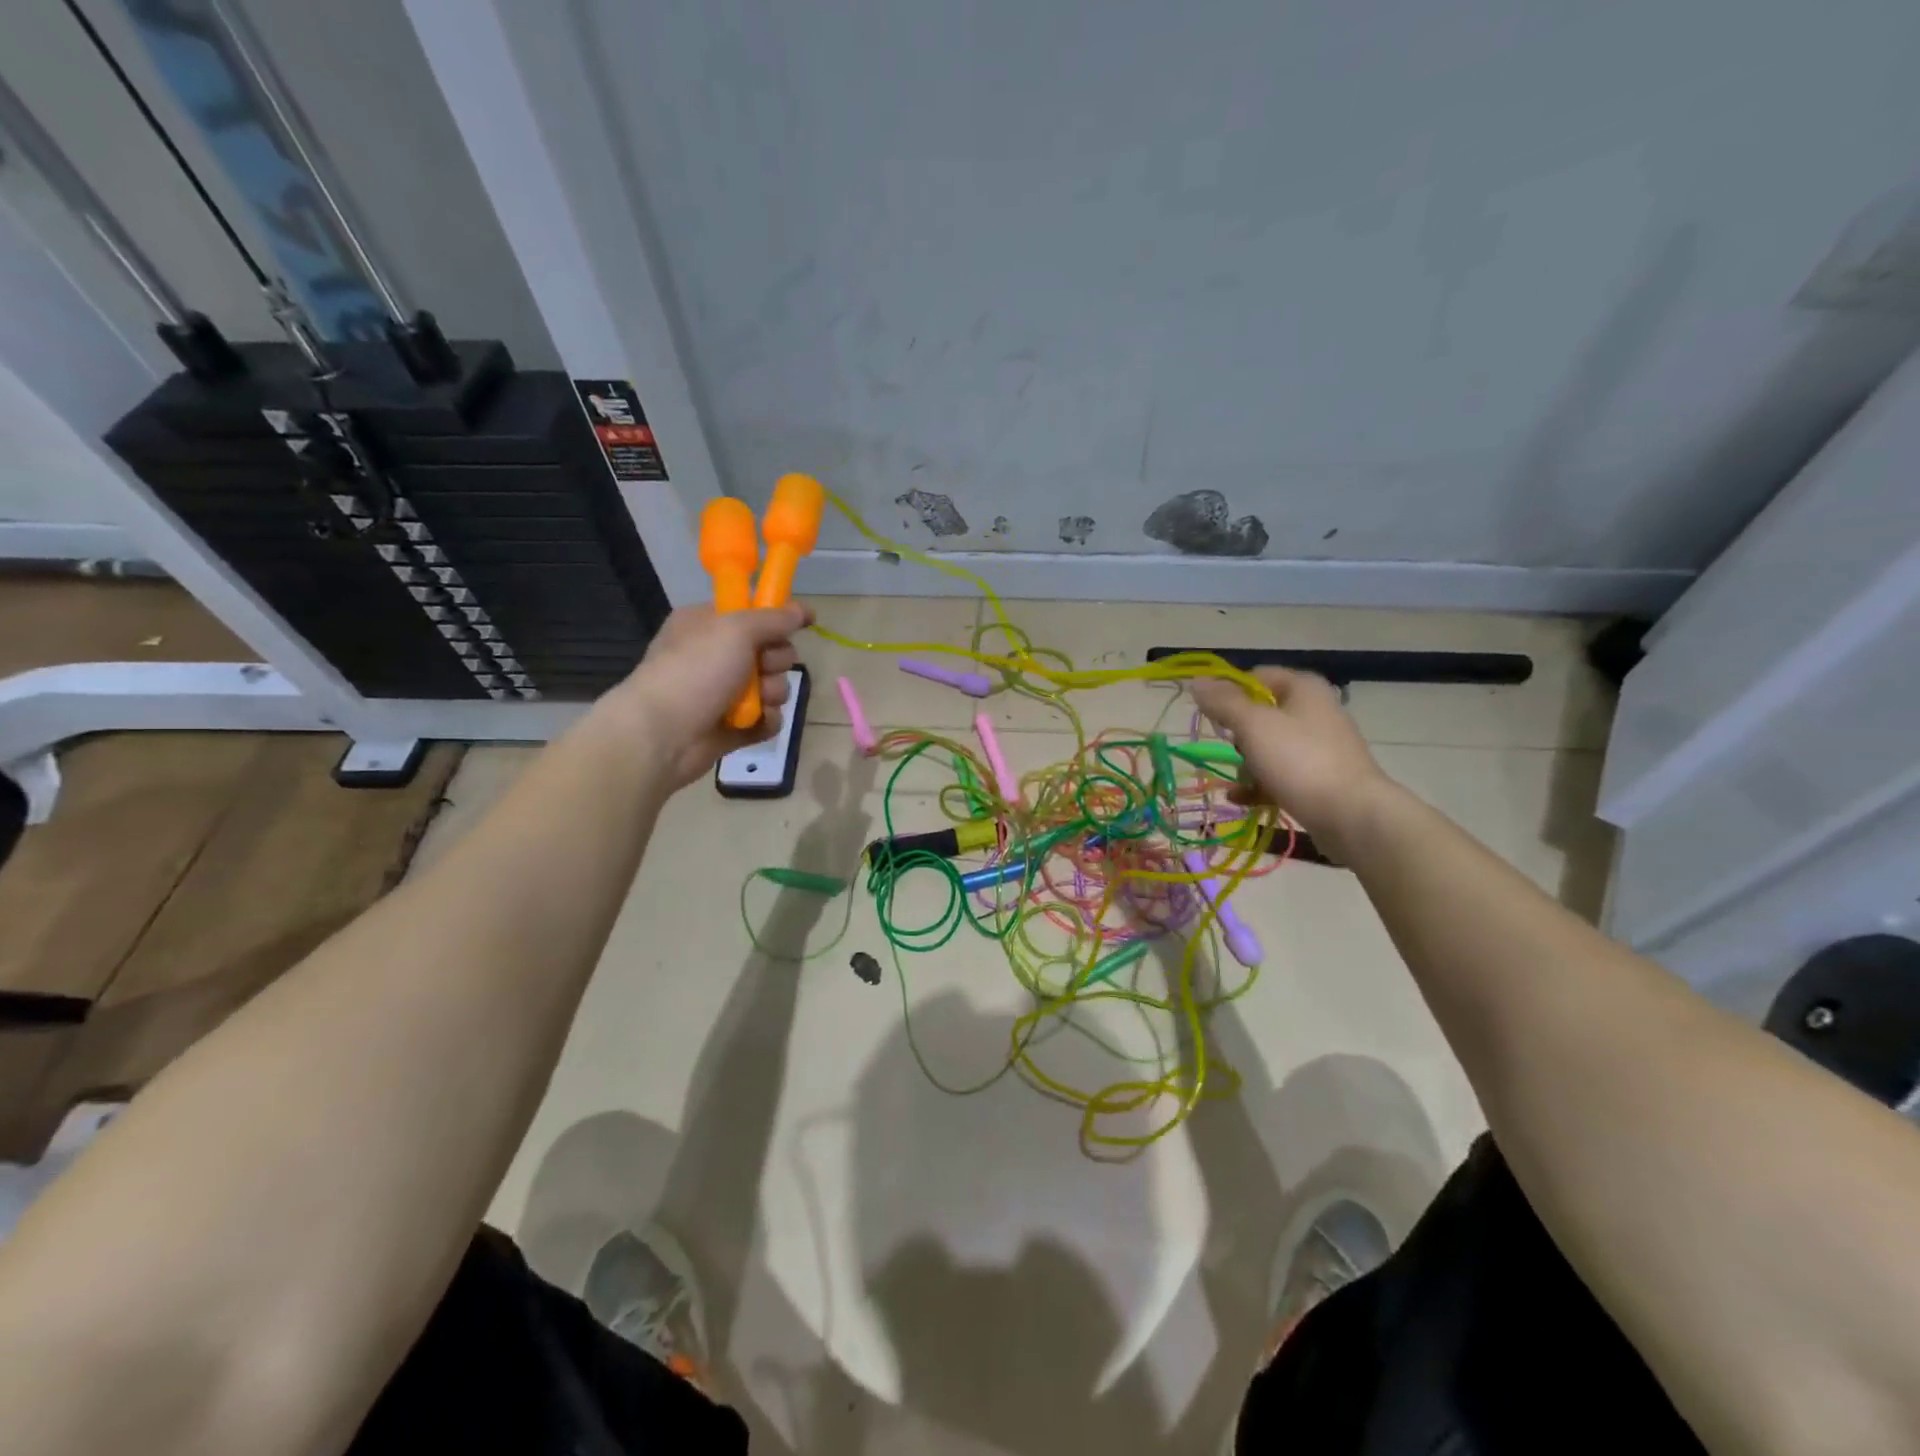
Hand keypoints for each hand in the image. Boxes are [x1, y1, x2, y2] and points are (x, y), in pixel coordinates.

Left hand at [607, 603, 811, 786]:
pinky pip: (766, 718)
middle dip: (776, 661)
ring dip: (773, 693)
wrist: (662, 734)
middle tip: (764, 666)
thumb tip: (802, 610)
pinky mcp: (732, 726)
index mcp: (707, 625)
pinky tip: (755, 723)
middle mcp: (716, 656)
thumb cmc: (695, 671)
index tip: (804, 621)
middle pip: (770, 651)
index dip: (778, 617)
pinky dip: (766, 721)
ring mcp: (724, 693)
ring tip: (757, 701)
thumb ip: (773, 618)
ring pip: (772, 686)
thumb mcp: (736, 630)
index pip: (752, 614)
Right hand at [1189, 667, 1392, 854]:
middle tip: (1230, 752)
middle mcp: (1314, 711)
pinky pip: (1280, 774)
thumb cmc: (1300, 761)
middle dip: (1237, 736)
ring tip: (1237, 783)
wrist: (1352, 816)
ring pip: (1268, 747)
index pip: (1255, 676)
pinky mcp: (1320, 778)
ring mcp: (1319, 746)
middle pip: (1260, 714)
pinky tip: (1241, 799)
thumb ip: (1223, 702)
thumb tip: (1197, 681)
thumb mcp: (1253, 725)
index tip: (1212, 717)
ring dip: (1246, 764)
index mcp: (1303, 688)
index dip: (1229, 693)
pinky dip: (1259, 784)